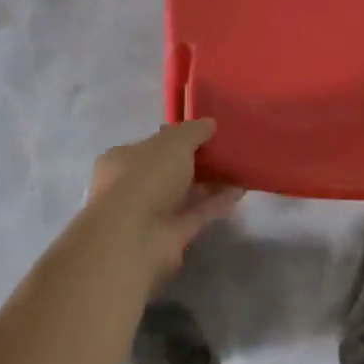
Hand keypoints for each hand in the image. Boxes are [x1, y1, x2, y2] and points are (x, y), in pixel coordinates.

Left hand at [85, 119, 240, 284]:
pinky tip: (240, 190)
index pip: (151, 145)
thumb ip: (193, 131)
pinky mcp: (171, 236)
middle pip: (169, 170)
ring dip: (210, 182)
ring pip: (185, 193)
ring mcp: (152, 213)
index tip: (204, 133)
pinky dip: (217, 202)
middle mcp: (133, 186)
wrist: (133, 239)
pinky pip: (198, 213)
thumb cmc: (145, 178)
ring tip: (239, 168)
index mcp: (122, 159)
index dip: (177, 138)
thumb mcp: (173, 142)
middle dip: (196, 161)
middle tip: (225, 150)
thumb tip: (209, 123)